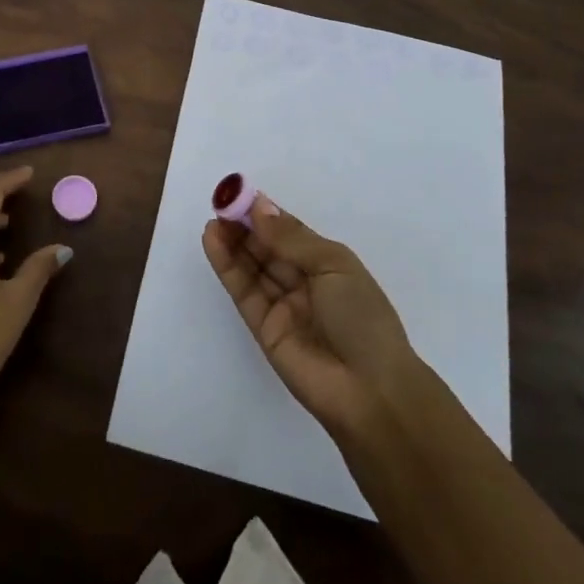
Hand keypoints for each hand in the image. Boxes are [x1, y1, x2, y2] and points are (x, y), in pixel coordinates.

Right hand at [202, 194, 420, 439]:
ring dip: (232, 241)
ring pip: (252, 266)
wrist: (370, 390)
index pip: (289, 232)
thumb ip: (291, 238)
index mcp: (328, 264)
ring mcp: (282, 305)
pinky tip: (213, 240)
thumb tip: (258, 207)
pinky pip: (243, 290)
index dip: (265, 213)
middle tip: (221, 202)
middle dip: (245, 225)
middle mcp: (303, 282)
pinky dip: (227, 265)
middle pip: (267, 247)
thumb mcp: (333, 266)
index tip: (239, 193)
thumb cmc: (362, 318)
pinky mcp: (263, 327)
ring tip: (213, 218)